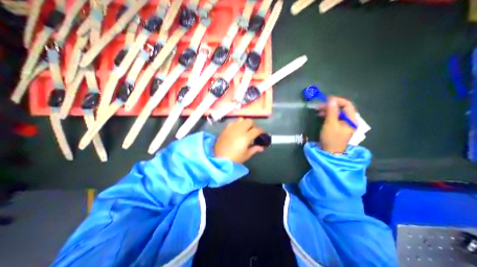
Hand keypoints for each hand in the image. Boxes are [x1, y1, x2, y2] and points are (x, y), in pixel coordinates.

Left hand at [216, 118, 265, 163]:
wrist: (218, 158)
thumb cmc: (234, 159)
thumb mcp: (246, 155)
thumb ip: (255, 149)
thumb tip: (261, 147)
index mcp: (246, 137)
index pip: (257, 130)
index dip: (262, 131)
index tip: (263, 134)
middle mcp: (239, 130)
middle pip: (249, 121)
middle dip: (253, 125)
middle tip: (253, 132)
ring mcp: (231, 128)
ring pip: (241, 119)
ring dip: (245, 123)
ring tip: (245, 129)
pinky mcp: (226, 128)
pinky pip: (233, 122)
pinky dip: (237, 123)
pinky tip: (237, 129)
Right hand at [318, 97, 355, 152]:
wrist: (329, 152)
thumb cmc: (331, 139)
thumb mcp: (330, 124)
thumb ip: (331, 111)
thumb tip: (331, 99)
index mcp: (351, 120)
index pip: (347, 105)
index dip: (337, 100)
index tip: (326, 100)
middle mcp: (350, 121)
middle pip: (342, 108)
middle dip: (330, 105)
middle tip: (319, 106)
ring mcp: (344, 124)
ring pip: (337, 113)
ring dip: (328, 110)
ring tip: (318, 111)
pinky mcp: (338, 127)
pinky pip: (334, 117)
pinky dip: (328, 115)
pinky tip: (321, 115)